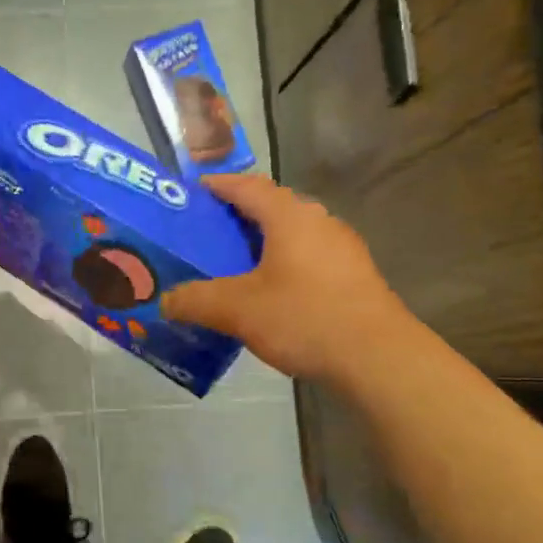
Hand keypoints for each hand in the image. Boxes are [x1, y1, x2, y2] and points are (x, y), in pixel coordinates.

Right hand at [161, 174, 405, 383]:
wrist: (378, 357)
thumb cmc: (304, 318)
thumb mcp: (238, 310)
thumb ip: (196, 301)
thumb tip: (165, 301)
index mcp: (290, 217)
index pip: (248, 186)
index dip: (219, 185)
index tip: (194, 191)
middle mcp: (319, 221)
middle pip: (272, 208)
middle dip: (238, 217)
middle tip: (207, 235)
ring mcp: (342, 248)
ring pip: (293, 235)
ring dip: (263, 243)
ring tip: (234, 266)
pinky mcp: (355, 275)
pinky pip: (309, 258)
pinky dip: (284, 265)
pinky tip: (272, 294)